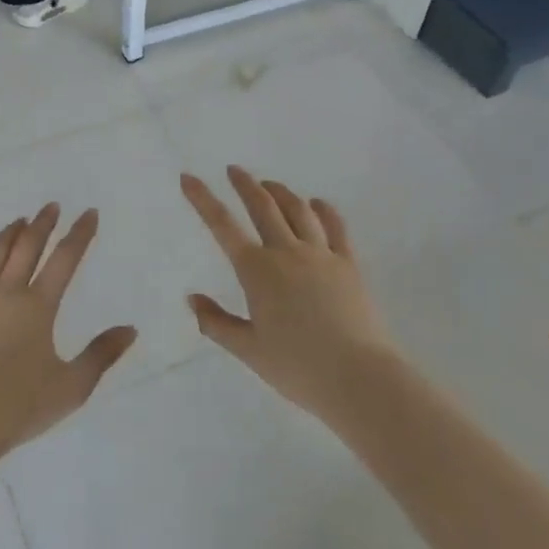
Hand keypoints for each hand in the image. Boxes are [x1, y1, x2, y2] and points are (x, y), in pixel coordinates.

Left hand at [0, 204, 136, 452]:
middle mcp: (9, 292)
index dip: (80, 234)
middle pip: (28, 247)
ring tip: (20, 219)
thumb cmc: (21, 403)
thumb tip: (130, 330)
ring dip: (10, 232)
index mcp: (39, 306)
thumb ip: (101, 355)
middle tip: (52, 207)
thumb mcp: (72, 385)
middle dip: (43, 224)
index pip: (65, 259)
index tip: (89, 213)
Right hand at [181, 167, 396, 421]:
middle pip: (263, 206)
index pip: (222, 226)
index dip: (202, 199)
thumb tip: (192, 298)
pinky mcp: (349, 264)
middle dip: (245, 185)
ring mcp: (321, 255)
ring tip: (270, 185)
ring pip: (298, 210)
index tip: (188, 177)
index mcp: (257, 271)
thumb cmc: (298, 367)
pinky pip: (335, 227)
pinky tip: (317, 203)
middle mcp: (286, 252)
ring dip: (280, 192)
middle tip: (234, 170)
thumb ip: (216, 323)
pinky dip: (324, 210)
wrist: (359, 377)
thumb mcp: (248, 350)